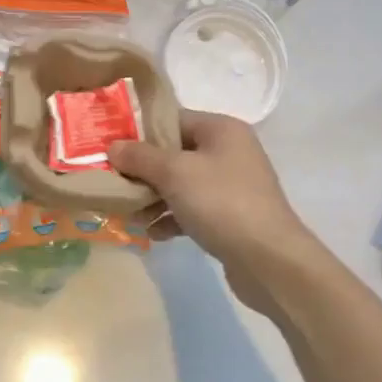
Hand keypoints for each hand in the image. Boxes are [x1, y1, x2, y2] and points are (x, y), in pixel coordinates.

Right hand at [109, 111, 320, 300]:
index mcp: (221, 129)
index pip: (172, 120)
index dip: (140, 133)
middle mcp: (229, 151)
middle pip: (174, 153)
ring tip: (130, 215)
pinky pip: (192, 209)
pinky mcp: (231, 217)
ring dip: (153, 197)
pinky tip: (153, 233)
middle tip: (115, 184)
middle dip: (143, 171)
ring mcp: (232, 185)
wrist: (270, 261)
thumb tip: (113, 146)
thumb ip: (140, 157)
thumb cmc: (221, 203)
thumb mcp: (174, 173)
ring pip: (181, 184)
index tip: (111, 149)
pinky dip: (172, 217)